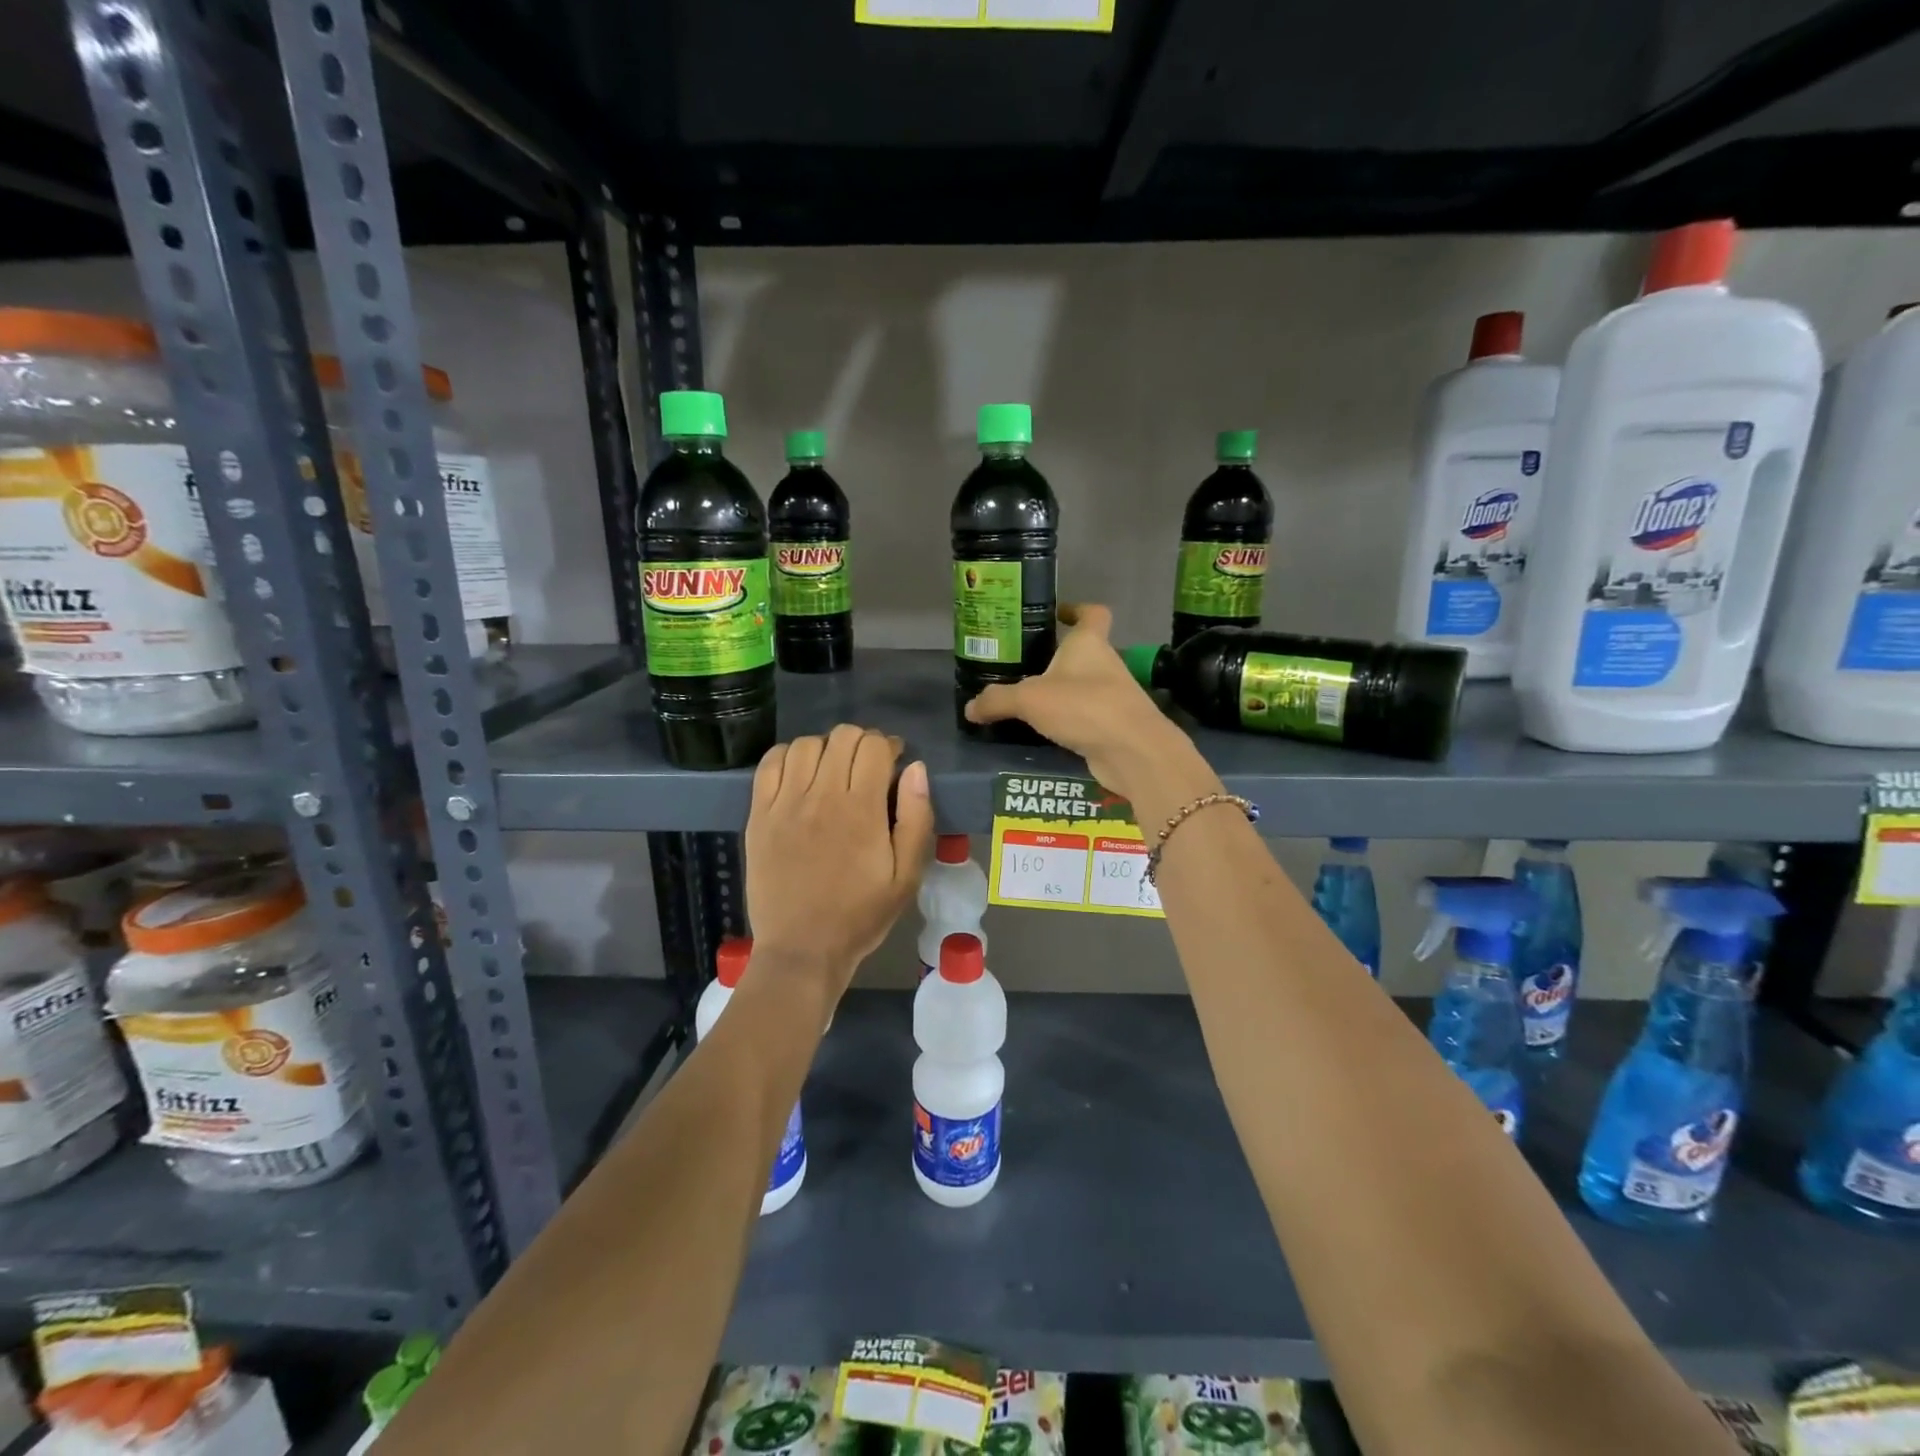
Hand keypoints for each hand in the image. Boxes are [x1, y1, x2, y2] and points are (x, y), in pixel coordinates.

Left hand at [745, 725, 933, 996]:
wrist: (802, 950)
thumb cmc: (861, 915)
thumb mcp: (907, 876)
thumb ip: (916, 818)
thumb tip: (915, 768)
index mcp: (861, 810)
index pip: (873, 746)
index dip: (887, 746)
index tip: (893, 764)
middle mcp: (821, 796)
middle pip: (841, 737)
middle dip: (861, 743)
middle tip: (867, 768)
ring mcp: (784, 804)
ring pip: (805, 744)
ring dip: (826, 748)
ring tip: (833, 771)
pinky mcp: (758, 815)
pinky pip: (769, 764)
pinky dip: (787, 756)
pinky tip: (800, 774)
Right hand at [964, 604, 1194, 797]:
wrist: (1132, 751)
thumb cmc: (1083, 706)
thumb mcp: (1030, 699)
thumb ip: (998, 700)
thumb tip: (969, 708)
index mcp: (1089, 644)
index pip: (1092, 613)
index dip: (1077, 609)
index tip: (1057, 614)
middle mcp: (1105, 664)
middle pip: (1084, 652)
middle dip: (1057, 657)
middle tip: (1023, 665)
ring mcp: (1113, 696)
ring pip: (1084, 686)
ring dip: (1062, 691)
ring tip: (1027, 702)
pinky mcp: (1114, 726)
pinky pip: (1086, 716)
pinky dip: (1068, 721)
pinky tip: (1045, 732)